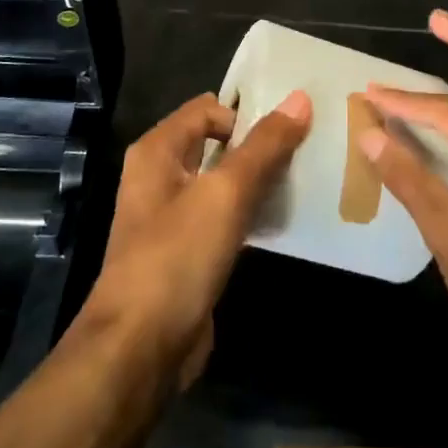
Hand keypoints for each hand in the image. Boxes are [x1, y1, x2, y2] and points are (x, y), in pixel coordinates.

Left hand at [78, 91, 311, 388]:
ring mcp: (172, 217)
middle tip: (307, 147)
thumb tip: (300, 98)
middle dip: (258, 144)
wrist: (140, 349)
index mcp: (157, 151)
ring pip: (223, 183)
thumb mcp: (225, 193)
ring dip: (258, 180)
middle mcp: (160, 176)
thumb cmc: (176, 257)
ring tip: (305, 178)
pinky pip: (224, 219)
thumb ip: (264, 146)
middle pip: (216, 144)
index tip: (292, 126)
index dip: (247, 112)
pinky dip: (250, 214)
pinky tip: (283, 220)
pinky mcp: (187, 253)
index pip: (208, 108)